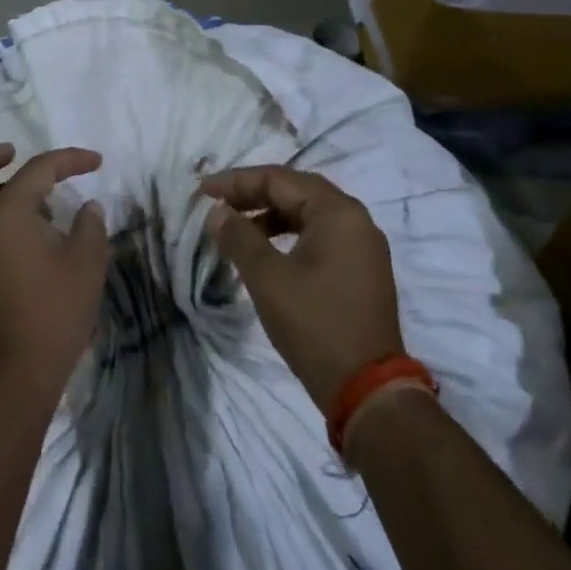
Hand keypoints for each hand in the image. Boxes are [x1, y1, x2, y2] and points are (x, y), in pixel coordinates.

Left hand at [0, 143, 110, 389]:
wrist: (18, 369)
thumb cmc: (55, 310)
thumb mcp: (86, 262)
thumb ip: (89, 225)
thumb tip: (87, 207)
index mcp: (5, 214)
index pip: (36, 170)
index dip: (69, 160)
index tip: (95, 161)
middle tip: (13, 153)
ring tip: (28, 195)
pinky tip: (21, 227)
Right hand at [200, 166, 404, 412]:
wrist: (368, 390)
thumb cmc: (315, 325)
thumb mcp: (268, 278)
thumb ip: (239, 237)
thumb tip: (217, 213)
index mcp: (338, 212)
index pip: (280, 179)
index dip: (237, 182)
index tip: (203, 191)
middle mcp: (356, 220)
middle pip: (297, 191)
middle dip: (253, 194)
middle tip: (217, 204)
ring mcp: (363, 246)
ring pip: (308, 214)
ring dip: (270, 216)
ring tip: (236, 229)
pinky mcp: (361, 270)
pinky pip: (320, 236)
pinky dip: (289, 235)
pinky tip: (265, 252)